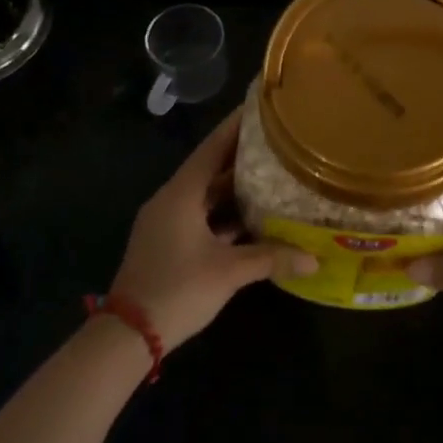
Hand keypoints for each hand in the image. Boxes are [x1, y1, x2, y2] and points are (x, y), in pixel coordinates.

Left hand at [109, 108, 316, 353]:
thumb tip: (314, 259)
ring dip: (235, 188)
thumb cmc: (177, 289)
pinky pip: (201, 216)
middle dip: (242, 157)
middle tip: (277, 143)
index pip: (212, 148)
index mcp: (181, 194)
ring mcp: (167, 222)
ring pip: (206, 195)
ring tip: (273, 176)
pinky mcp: (168, 242)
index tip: (259, 108)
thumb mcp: (228, 272)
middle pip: (210, 169)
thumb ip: (271, 259)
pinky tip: (253, 219)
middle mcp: (172, 200)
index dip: (235, 127)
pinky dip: (224, 214)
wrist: (128, 334)